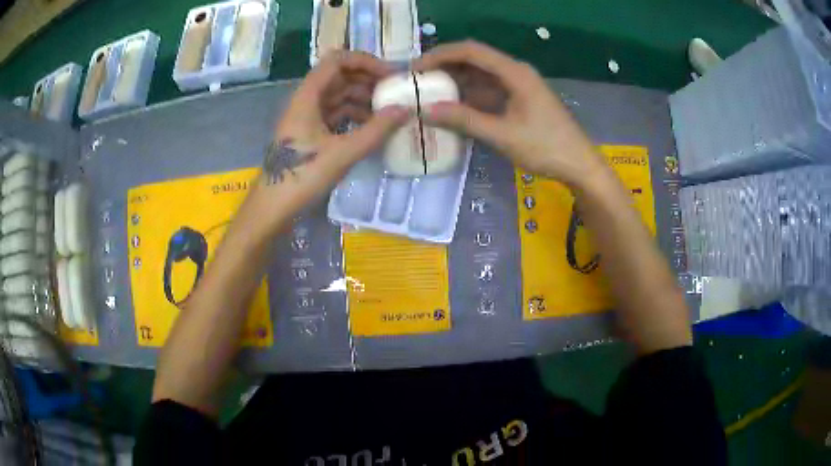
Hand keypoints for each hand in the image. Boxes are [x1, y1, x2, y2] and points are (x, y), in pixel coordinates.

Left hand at [253, 51, 408, 216]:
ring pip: (337, 96)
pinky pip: (334, 114)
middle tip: (394, 92)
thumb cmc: (302, 177)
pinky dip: (353, 115)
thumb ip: (376, 130)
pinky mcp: (308, 132)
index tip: (389, 75)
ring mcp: (306, 117)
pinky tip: (371, 126)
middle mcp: (305, 100)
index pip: (337, 61)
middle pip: (339, 76)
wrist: (272, 208)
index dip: (365, 61)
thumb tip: (405, 109)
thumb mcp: (342, 153)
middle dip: (367, 80)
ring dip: (362, 98)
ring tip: (388, 110)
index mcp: (307, 96)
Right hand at [413, 41, 605, 187]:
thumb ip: (464, 120)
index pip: (471, 51)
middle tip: (418, 82)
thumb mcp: (502, 135)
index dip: (440, 55)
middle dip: (445, 68)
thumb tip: (426, 110)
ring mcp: (519, 86)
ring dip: (456, 83)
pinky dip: (470, 97)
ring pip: (481, 76)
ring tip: (429, 95)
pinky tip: (453, 107)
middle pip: (475, 60)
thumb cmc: (545, 148)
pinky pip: (489, 91)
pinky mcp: (520, 99)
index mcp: (515, 73)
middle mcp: (516, 72)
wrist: (579, 165)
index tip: (416, 68)